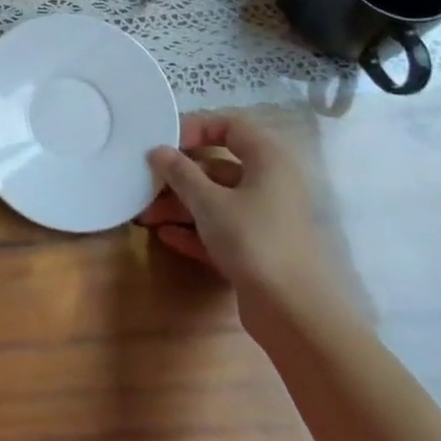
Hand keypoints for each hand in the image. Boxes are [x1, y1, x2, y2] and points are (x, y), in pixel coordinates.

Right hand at [138, 112, 331, 328]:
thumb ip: (180, 172)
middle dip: (179, 176)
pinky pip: (222, 229)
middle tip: (147, 183)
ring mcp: (265, 219)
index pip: (230, 127)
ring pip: (217, 201)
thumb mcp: (208, 201)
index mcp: (267, 160)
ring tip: (146, 216)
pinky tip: (166, 236)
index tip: (166, 143)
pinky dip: (195, 230)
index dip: (196, 128)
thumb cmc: (252, 239)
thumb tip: (158, 151)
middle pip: (218, 167)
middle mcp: (270, 184)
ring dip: (181, 206)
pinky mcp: (259, 251)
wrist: (294, 314)